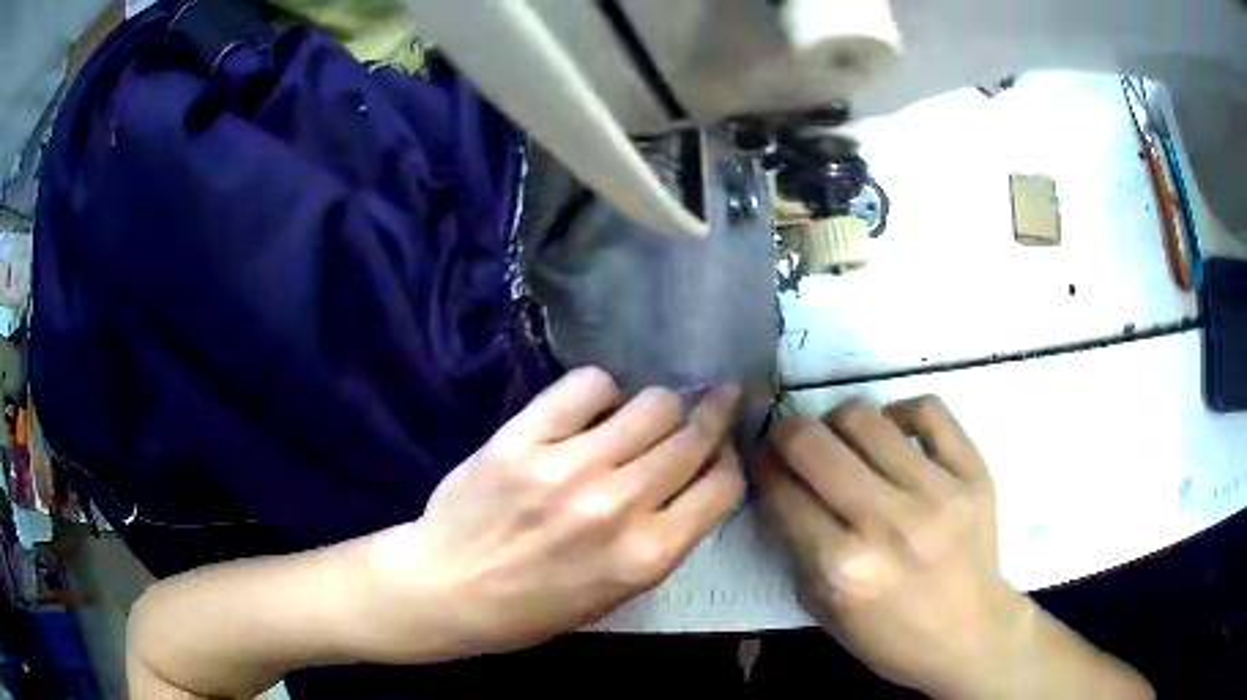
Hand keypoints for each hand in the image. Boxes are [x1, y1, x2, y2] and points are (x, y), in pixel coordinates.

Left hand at [345, 368, 743, 660]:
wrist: (446, 590)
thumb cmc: (534, 607)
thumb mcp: (616, 594)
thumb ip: (663, 540)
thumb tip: (694, 478)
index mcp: (647, 556)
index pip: (722, 486)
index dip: (729, 459)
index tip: (722, 447)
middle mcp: (618, 506)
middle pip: (694, 437)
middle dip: (713, 416)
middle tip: (715, 399)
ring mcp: (569, 467)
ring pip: (653, 403)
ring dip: (659, 406)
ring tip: (644, 414)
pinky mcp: (523, 437)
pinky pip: (588, 384)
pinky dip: (602, 389)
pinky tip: (592, 406)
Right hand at [754, 397, 1022, 696]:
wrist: (970, 635)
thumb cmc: (892, 637)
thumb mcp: (825, 611)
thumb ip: (796, 551)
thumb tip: (780, 489)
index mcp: (843, 568)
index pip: (782, 493)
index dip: (761, 467)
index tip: (760, 459)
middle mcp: (887, 523)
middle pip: (814, 444)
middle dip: (785, 433)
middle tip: (789, 440)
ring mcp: (936, 491)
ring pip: (865, 418)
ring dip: (836, 421)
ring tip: (840, 437)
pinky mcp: (973, 472)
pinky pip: (928, 410)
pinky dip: (900, 412)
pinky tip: (893, 432)